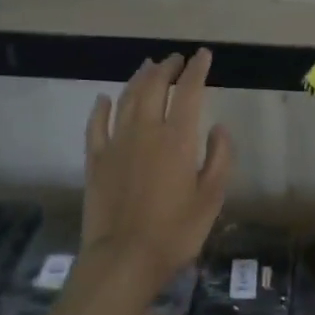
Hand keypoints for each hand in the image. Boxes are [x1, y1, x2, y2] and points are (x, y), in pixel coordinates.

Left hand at [82, 50, 233, 286]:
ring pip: (127, 99)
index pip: (189, 92)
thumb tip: (219, 127)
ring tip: (148, 67)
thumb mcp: (212, 198)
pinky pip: (96, 125)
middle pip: (155, 87)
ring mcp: (116, 143)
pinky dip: (101, 108)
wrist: (123, 258)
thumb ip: (219, 158)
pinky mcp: (95, 160)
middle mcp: (145, 131)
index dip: (197, 70)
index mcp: (178, 139)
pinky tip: (104, 99)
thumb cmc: (176, 231)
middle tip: (176, 59)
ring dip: (139, 79)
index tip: (204, 55)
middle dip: (167, 68)